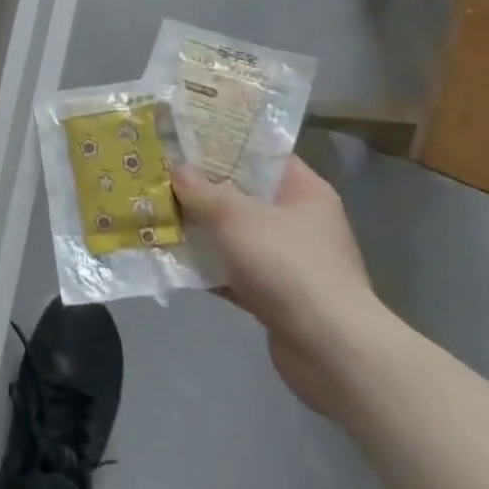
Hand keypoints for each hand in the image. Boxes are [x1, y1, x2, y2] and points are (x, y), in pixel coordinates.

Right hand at [171, 157, 392, 417]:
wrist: (332, 352)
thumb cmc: (289, 265)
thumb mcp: (236, 216)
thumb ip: (201, 190)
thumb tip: (174, 168)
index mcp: (304, 190)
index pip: (261, 152)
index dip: (223, 142)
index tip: (185, 136)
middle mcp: (299, 221)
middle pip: (243, 193)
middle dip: (202, 186)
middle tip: (161, 171)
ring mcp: (289, 260)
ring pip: (235, 233)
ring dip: (201, 228)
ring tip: (157, 211)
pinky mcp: (276, 295)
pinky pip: (234, 271)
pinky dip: (208, 267)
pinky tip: (172, 259)